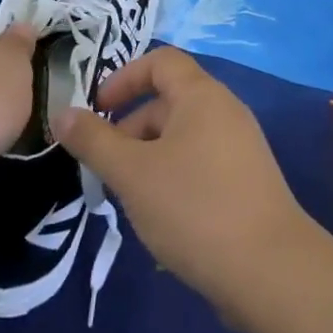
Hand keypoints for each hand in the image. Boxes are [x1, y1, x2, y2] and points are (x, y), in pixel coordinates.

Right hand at [53, 48, 312, 319]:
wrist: (270, 270)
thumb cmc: (194, 207)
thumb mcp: (132, 173)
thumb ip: (94, 141)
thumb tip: (62, 113)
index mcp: (202, 95)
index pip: (161, 61)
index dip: (124, 78)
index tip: (96, 111)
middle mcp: (226, 111)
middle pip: (170, 101)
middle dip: (131, 128)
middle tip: (106, 170)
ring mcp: (241, 147)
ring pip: (183, 137)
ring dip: (149, 158)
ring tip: (129, 199)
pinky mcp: (248, 181)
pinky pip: (201, 163)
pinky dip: (174, 177)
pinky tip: (162, 219)